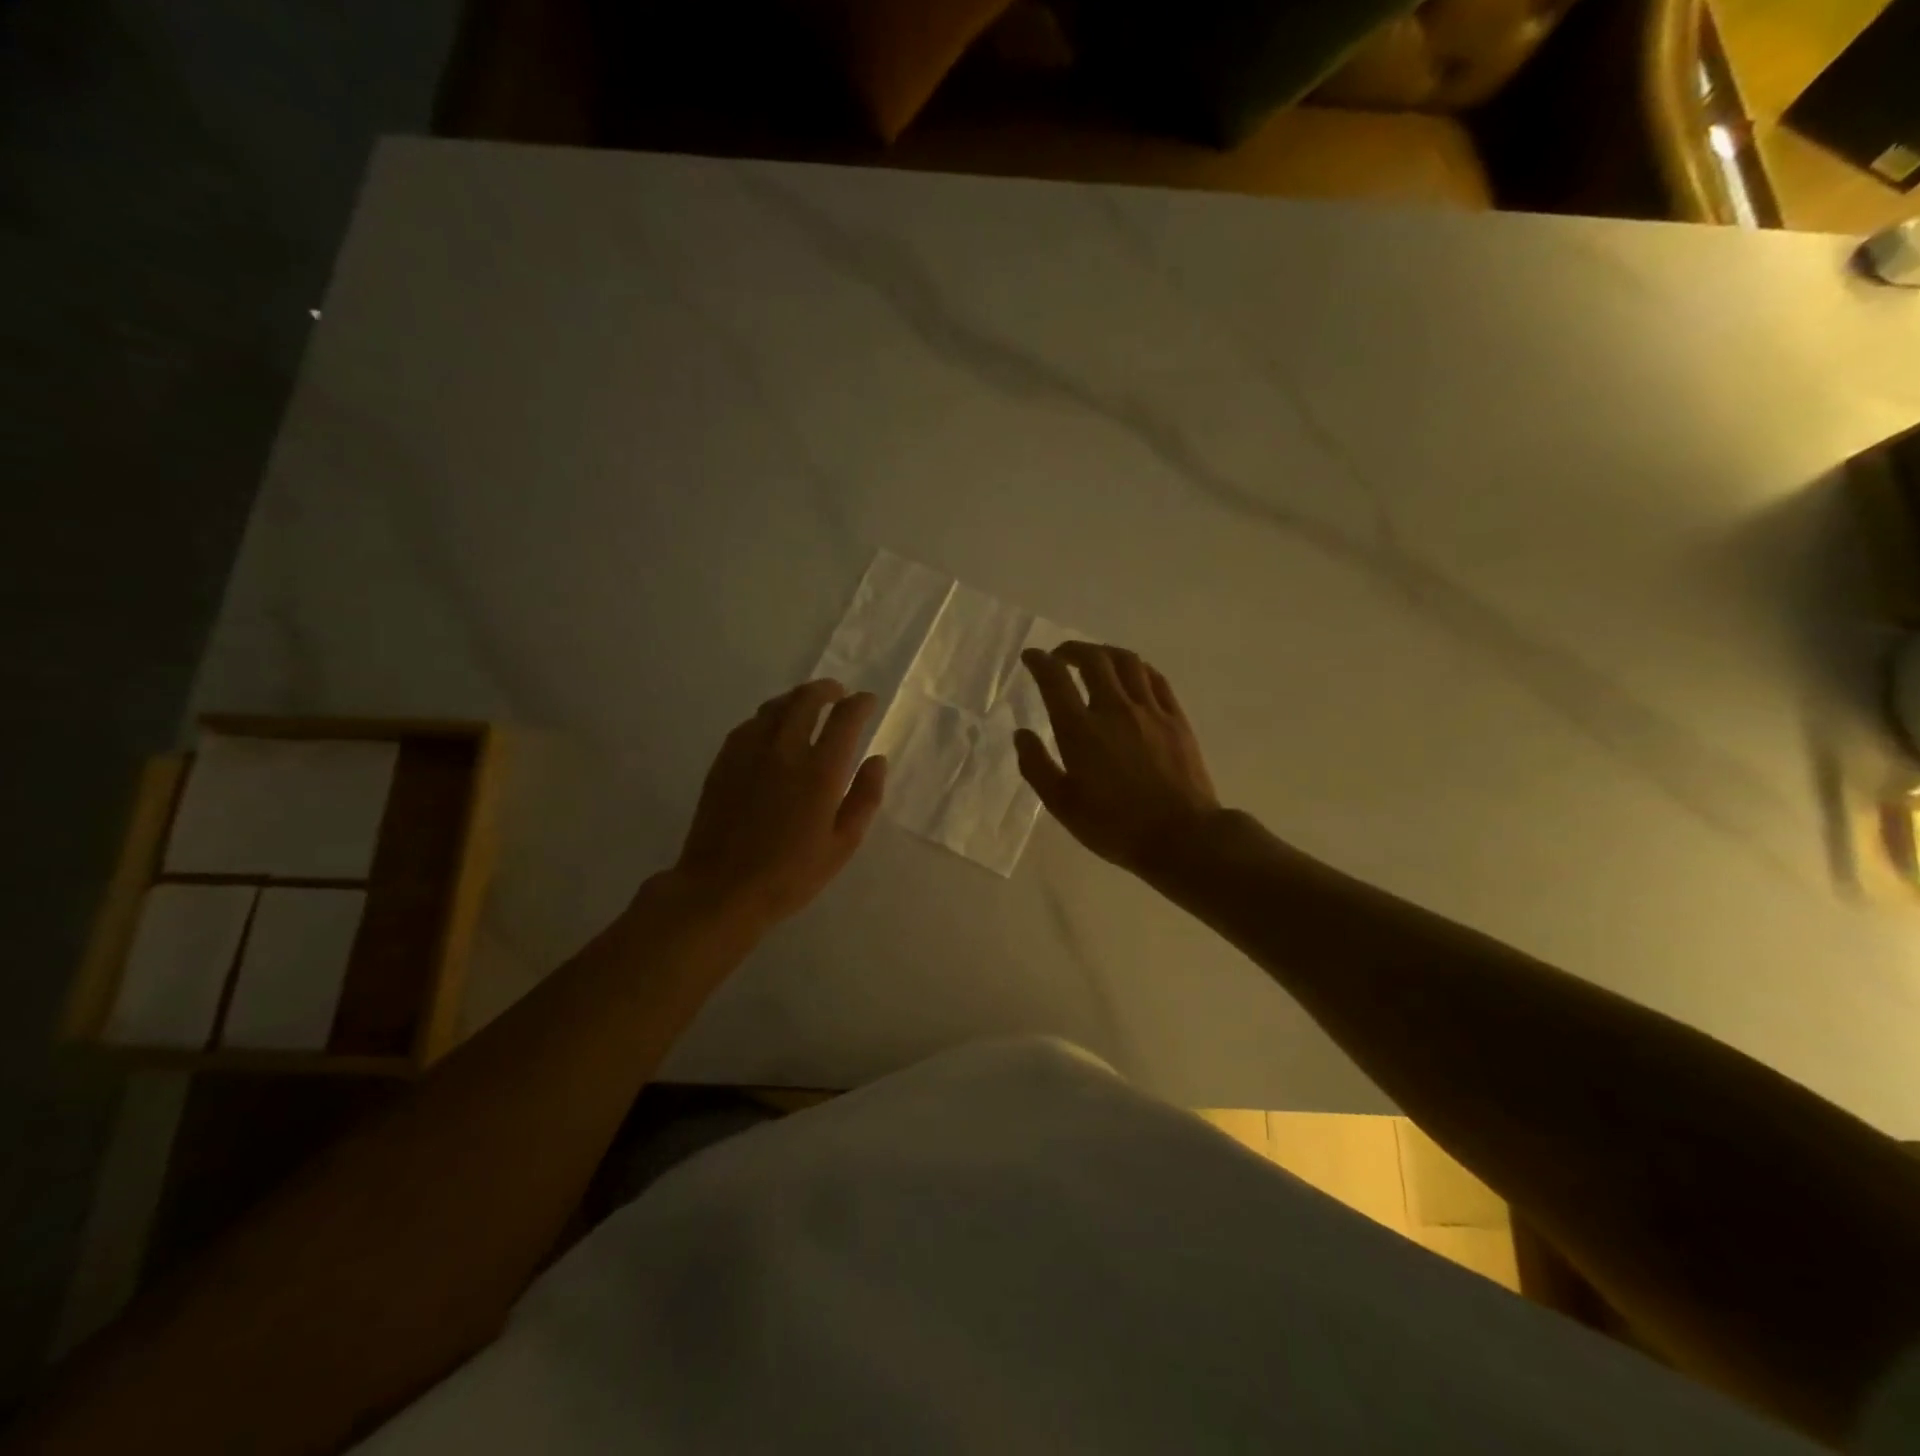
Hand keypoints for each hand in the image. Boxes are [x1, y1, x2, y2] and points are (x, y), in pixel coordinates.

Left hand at [667, 679, 886, 931]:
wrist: (722, 890)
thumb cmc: (791, 875)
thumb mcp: (843, 844)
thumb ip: (865, 797)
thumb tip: (877, 760)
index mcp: (820, 771)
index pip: (845, 719)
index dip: (860, 703)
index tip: (867, 701)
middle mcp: (784, 751)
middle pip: (806, 700)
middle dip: (826, 689)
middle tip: (837, 692)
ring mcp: (749, 753)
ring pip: (774, 707)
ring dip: (796, 698)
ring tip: (806, 704)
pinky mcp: (724, 762)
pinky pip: (749, 725)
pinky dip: (767, 717)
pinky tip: (770, 728)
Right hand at [1016, 642, 1220, 880]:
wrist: (1181, 837)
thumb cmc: (1114, 826)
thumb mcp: (1062, 805)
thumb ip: (1036, 766)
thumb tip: (1021, 734)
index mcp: (1081, 731)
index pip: (1055, 680)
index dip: (1040, 662)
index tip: (1031, 656)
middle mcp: (1114, 709)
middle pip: (1093, 660)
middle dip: (1072, 649)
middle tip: (1060, 656)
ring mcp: (1149, 711)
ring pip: (1127, 662)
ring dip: (1105, 652)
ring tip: (1095, 658)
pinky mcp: (1176, 718)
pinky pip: (1155, 678)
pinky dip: (1137, 667)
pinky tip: (1132, 674)